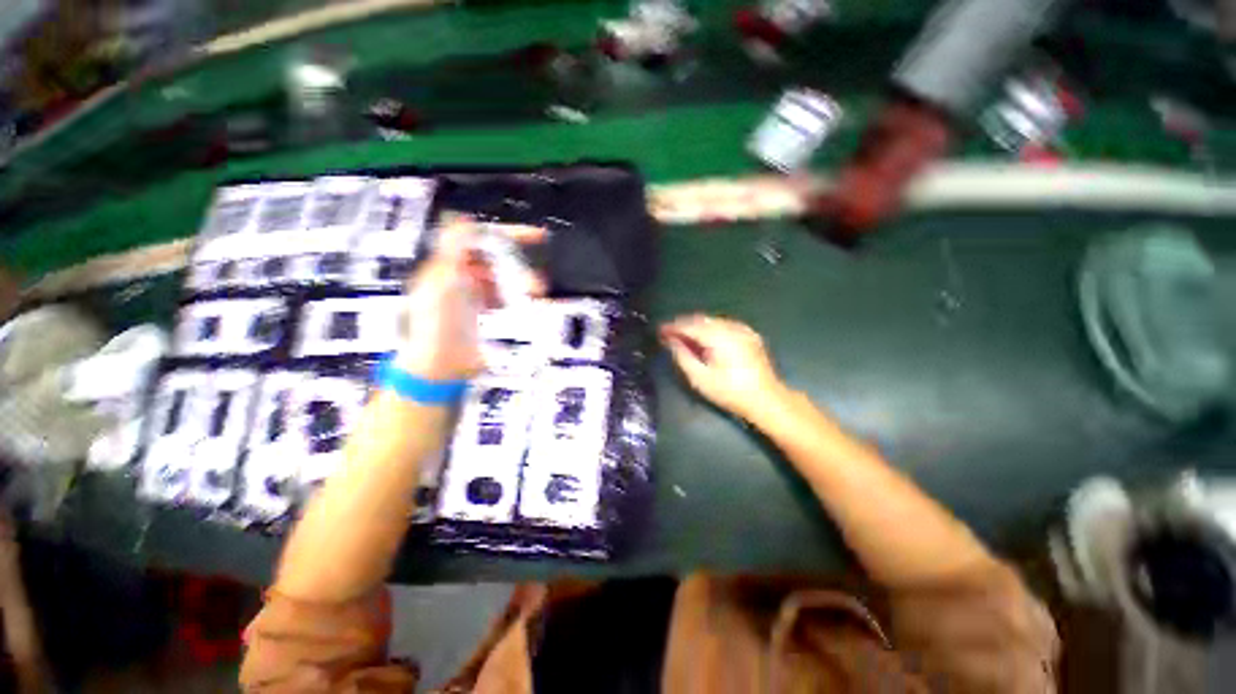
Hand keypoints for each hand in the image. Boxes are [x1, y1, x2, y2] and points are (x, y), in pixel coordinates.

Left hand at [397, 215, 544, 380]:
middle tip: (537, 286)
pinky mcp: (481, 311)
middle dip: (520, 268)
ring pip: (503, 278)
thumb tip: (463, 219)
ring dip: (519, 284)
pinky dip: (513, 298)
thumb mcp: (442, 284)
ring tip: (533, 297)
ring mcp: (471, 294)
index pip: (483, 240)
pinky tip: (519, 307)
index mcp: (450, 266)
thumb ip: (453, 251)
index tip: (538, 238)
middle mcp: (461, 275)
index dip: (510, 235)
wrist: (441, 367)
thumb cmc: (437, 328)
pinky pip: (502, 296)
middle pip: (497, 261)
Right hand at [660, 315, 785, 420]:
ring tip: (684, 336)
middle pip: (701, 320)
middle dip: (683, 325)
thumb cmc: (730, 392)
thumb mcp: (700, 378)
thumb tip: (671, 341)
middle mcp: (731, 328)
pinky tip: (705, 338)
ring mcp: (743, 330)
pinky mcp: (750, 335)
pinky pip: (724, 325)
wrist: (766, 399)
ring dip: (696, 326)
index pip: (689, 325)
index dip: (672, 327)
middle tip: (669, 334)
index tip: (660, 331)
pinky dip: (711, 329)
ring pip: (713, 321)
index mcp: (718, 337)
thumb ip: (683, 356)